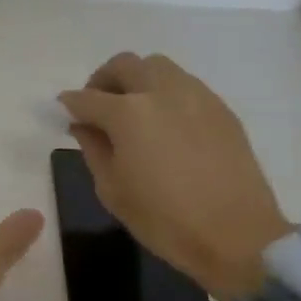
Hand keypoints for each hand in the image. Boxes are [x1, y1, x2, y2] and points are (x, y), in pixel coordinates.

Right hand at [59, 52, 292, 300]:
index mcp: (128, 113)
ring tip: (134, 110)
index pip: (87, 98)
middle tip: (98, 107)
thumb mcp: (111, 189)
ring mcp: (195, 96)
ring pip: (157, 66)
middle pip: (124, 65)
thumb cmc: (164, 219)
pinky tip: (166, 124)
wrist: (236, 236)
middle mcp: (160, 92)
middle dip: (103, 80)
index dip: (69, 104)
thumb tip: (83, 125)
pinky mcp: (220, 108)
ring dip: (137, 80)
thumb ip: (93, 148)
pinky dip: (165, 93)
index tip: (63, 112)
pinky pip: (185, 84)